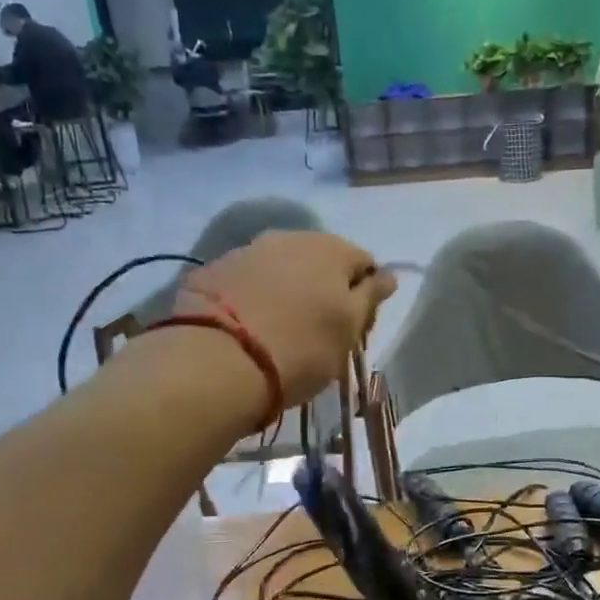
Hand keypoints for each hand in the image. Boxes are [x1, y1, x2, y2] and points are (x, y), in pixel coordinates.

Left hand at [176, 231, 395, 408]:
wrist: (216, 361)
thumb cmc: (301, 348)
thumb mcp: (348, 330)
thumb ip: (370, 297)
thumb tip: (387, 275)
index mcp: (331, 249)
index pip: (364, 263)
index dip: (364, 294)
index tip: (354, 326)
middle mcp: (289, 237)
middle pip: (319, 260)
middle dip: (323, 288)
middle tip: (318, 329)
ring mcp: (246, 250)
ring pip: (280, 267)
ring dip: (287, 289)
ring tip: (280, 328)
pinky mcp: (211, 270)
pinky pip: (246, 280)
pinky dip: (253, 296)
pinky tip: (247, 325)